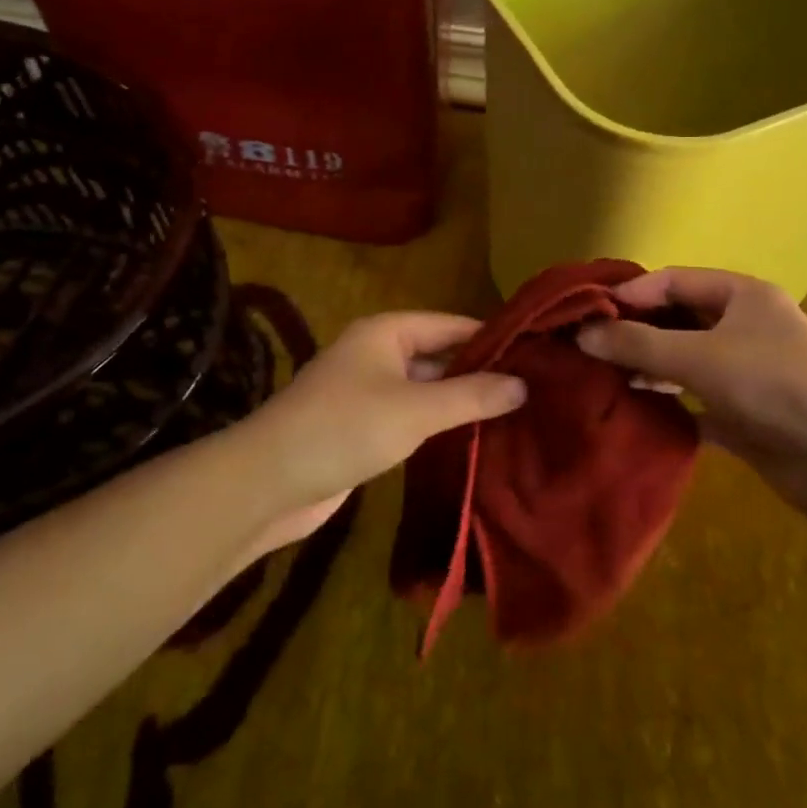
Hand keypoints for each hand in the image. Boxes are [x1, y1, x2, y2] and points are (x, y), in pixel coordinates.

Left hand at [233, 312, 525, 548]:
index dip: (493, 339)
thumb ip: (471, 396)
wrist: (268, 481)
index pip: (453, 326)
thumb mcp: (416, 409)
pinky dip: (438, 426)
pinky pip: (411, 417)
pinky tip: (473, 441)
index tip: (537, 356)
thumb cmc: (345, 427)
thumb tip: (524, 384)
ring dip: (461, 402)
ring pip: (426, 389)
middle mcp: (378, 353)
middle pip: (440, 355)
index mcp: (387, 331)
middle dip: (480, 373)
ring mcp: (368, 391)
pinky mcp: (363, 427)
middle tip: (534, 392)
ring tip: (516, 416)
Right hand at [576, 268, 806, 489]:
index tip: (587, 315)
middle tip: (588, 348)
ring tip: (603, 378)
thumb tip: (581, 333)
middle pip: (677, 318)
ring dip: (648, 366)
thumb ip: (637, 343)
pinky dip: (668, 401)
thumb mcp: (699, 357)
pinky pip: (695, 397)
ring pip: (684, 358)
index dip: (630, 294)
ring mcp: (746, 370)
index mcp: (742, 294)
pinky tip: (635, 409)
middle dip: (635, 331)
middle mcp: (744, 325)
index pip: (673, 280)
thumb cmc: (773, 386)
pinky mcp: (746, 412)